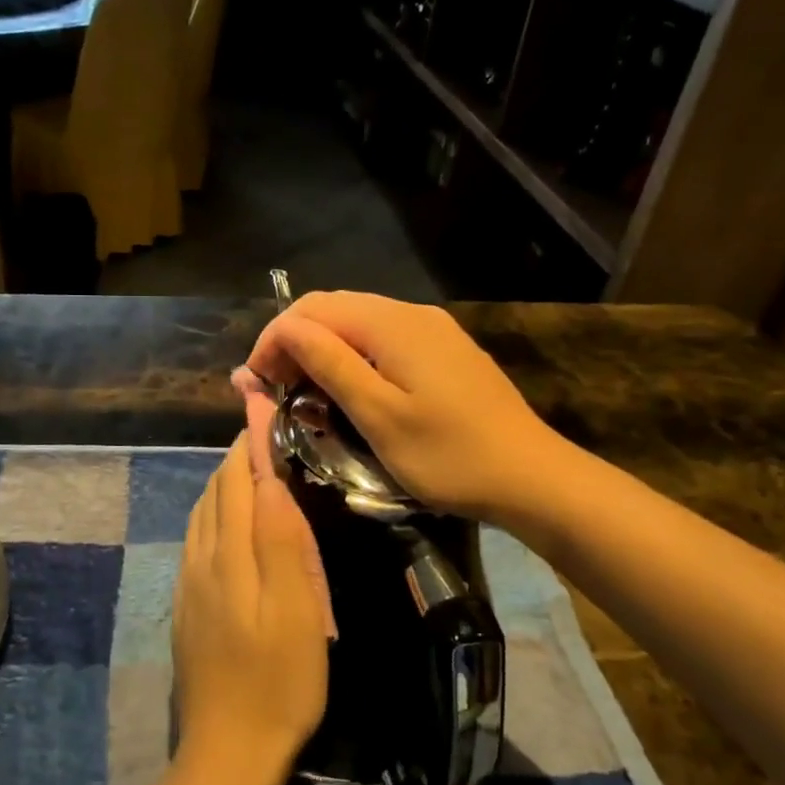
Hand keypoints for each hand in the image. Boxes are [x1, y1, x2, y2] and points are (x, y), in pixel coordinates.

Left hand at [173, 420, 330, 780]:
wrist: (229, 750)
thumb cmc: (278, 680)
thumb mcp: (296, 609)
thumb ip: (280, 540)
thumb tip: (269, 477)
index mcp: (227, 554)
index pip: (234, 480)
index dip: (251, 444)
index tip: (269, 412)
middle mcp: (200, 559)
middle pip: (214, 493)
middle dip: (237, 459)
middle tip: (270, 438)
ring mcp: (189, 585)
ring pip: (202, 517)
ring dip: (224, 486)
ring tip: (252, 472)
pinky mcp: (187, 608)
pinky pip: (198, 543)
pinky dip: (215, 517)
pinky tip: (229, 528)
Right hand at [240, 291, 564, 523]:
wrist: (531, 476)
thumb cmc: (449, 455)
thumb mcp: (379, 415)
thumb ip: (330, 364)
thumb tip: (285, 330)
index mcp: (391, 324)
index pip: (311, 310)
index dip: (273, 340)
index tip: (253, 384)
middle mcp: (410, 313)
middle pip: (333, 309)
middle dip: (293, 342)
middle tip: (272, 390)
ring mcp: (432, 330)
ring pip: (357, 323)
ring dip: (321, 350)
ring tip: (301, 392)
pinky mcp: (445, 350)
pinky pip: (383, 339)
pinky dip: (352, 357)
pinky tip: (348, 388)